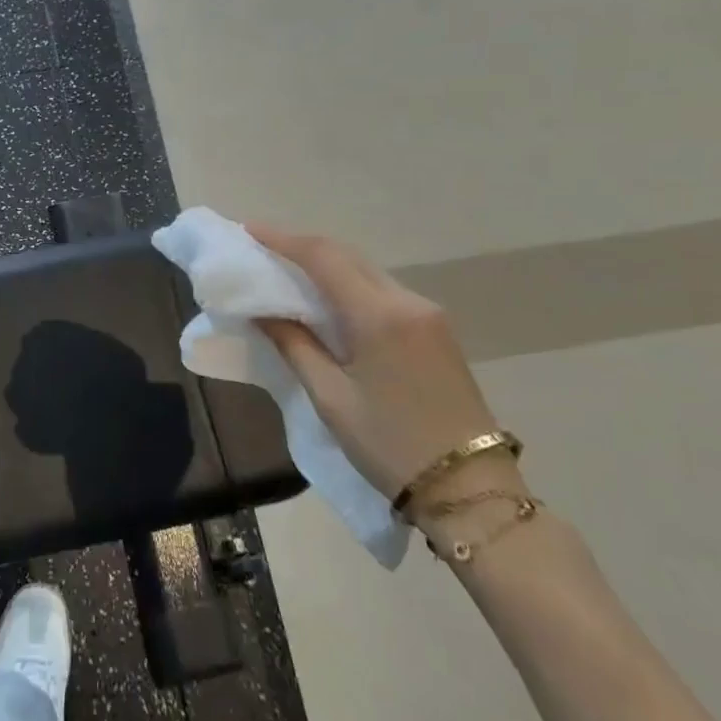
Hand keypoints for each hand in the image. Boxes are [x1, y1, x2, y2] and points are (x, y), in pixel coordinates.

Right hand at [248, 225, 518, 518]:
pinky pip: (383, 291)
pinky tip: (328, 298)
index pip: (323, 257)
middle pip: (347, 256)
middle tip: (262, 247)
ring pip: (366, 271)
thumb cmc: (390, 445)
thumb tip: (264, 311)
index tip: (248, 229)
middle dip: (302, 246)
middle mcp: (408, 302)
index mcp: (380, 316)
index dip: (283, 239)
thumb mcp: (331, 398)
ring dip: (327, 265)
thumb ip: (295, 345)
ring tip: (287, 270)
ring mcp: (428, 314)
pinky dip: (349, 285)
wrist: (471, 491)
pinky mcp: (436, 330)